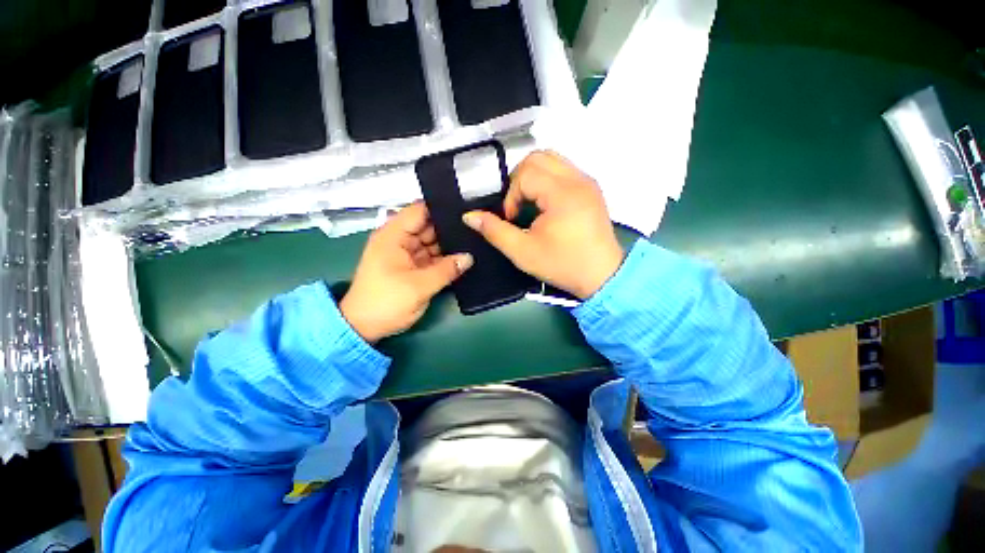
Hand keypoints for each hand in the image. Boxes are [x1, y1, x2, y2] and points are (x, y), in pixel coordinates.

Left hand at [340, 203, 472, 342]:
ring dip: (447, 244)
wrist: (362, 327)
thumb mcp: (419, 287)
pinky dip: (440, 258)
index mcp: (393, 235)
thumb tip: (469, 257)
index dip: (442, 208)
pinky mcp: (404, 267)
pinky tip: (461, 258)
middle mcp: (396, 239)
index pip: (420, 210)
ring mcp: (400, 253)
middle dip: (448, 227)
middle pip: (426, 225)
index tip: (467, 211)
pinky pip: (425, 256)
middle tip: (477, 230)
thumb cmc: (385, 302)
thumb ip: (446, 270)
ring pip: (428, 242)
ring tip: (475, 242)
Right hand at [462, 151, 623, 299]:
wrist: (603, 276)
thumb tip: (469, 216)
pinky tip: (548, 203)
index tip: (514, 218)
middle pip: (538, 157)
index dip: (512, 195)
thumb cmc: (564, 265)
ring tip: (532, 201)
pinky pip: (565, 168)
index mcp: (562, 193)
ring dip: (535, 174)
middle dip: (520, 178)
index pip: (525, 174)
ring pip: (553, 158)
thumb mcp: (524, 252)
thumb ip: (494, 231)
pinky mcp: (592, 187)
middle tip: (519, 205)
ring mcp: (587, 181)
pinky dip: (550, 177)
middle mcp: (577, 179)